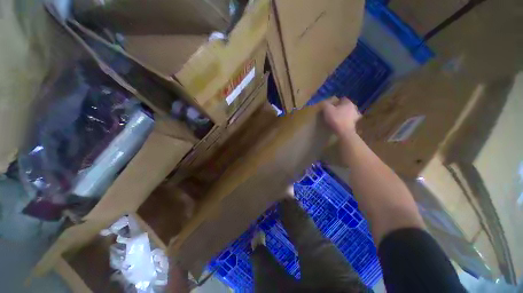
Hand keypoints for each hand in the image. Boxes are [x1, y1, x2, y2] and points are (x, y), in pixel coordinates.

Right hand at [322, 97, 360, 137]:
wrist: (344, 132)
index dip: (335, 102)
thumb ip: (326, 104)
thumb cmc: (336, 119)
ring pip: (348, 112)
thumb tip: (324, 102)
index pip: (342, 99)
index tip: (330, 106)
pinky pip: (350, 119)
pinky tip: (341, 123)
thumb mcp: (327, 110)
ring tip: (338, 118)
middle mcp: (354, 107)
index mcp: (348, 102)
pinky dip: (346, 120)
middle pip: (345, 106)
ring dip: (344, 114)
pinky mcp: (355, 123)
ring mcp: (356, 115)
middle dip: (340, 108)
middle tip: (333, 112)